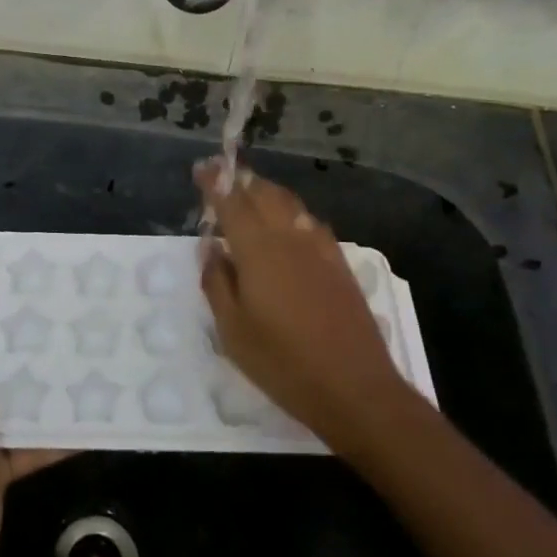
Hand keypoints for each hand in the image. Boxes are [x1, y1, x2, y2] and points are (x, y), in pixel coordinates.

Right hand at [196, 159, 412, 449]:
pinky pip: (309, 222)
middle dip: (241, 180)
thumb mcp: (233, 331)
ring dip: (266, 192)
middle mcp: (290, 237)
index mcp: (258, 250)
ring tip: (250, 194)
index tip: (202, 168)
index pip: (232, 202)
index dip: (215, 183)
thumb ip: (217, 283)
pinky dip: (290, 211)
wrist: (355, 388)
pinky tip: (287, 225)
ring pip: (290, 204)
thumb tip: (210, 248)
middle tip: (223, 177)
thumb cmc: (283, 363)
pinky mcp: (339, 264)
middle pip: (264, 194)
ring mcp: (320, 248)